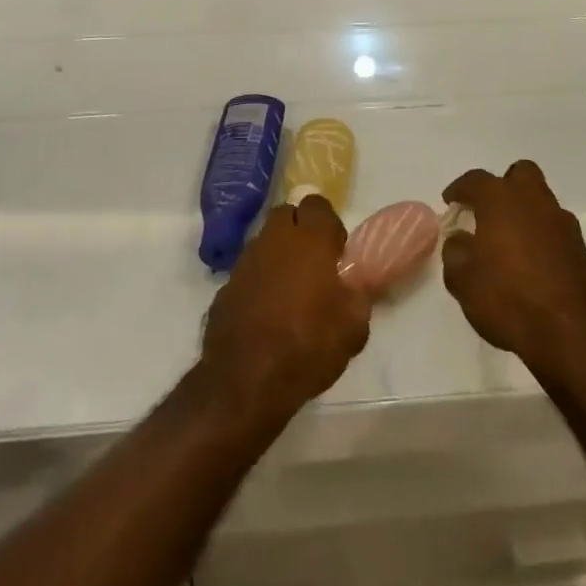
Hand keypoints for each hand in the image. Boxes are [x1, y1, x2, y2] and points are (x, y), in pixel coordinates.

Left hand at [200, 198, 370, 422]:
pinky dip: (258, 282)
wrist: (245, 381)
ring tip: (289, 293)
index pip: (319, 205)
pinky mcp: (225, 286)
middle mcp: (275, 239)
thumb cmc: (307, 346)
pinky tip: (265, 315)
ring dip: (278, 256)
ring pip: (265, 242)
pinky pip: (248, 272)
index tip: (336, 254)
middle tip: (313, 266)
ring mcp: (246, 261)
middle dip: (300, 231)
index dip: (329, 225)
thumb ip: (359, 296)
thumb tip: (358, 283)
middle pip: (287, 215)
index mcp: (310, 240)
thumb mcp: (353, 329)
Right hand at [440, 161, 585, 377]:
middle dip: (503, 187)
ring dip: (525, 214)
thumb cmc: (508, 298)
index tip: (450, 202)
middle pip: (520, 175)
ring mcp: (562, 223)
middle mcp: (533, 200)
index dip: (459, 190)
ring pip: (541, 202)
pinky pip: (555, 231)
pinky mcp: (582, 249)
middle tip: (489, 213)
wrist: (572, 334)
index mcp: (500, 198)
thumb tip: (461, 238)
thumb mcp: (462, 279)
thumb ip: (455, 251)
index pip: (475, 180)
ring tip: (510, 244)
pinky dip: (543, 239)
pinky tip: (533, 265)